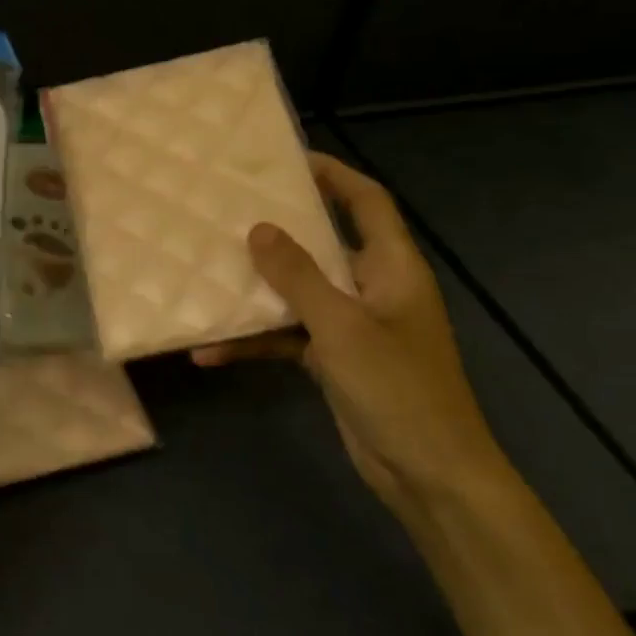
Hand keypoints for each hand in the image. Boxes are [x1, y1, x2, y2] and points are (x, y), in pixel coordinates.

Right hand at [194, 154, 507, 511]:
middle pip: (324, 244)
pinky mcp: (335, 360)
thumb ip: (299, 277)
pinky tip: (211, 353)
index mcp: (392, 268)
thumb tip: (259, 229)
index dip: (334, 175)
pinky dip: (256, 341)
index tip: (287, 160)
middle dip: (279, 230)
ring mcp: (353, 326)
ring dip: (257, 292)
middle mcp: (373, 288)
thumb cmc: (396, 388)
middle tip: (229, 212)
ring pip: (299, 293)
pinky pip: (288, 337)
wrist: (428, 475)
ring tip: (207, 276)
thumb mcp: (342, 327)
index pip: (367, 203)